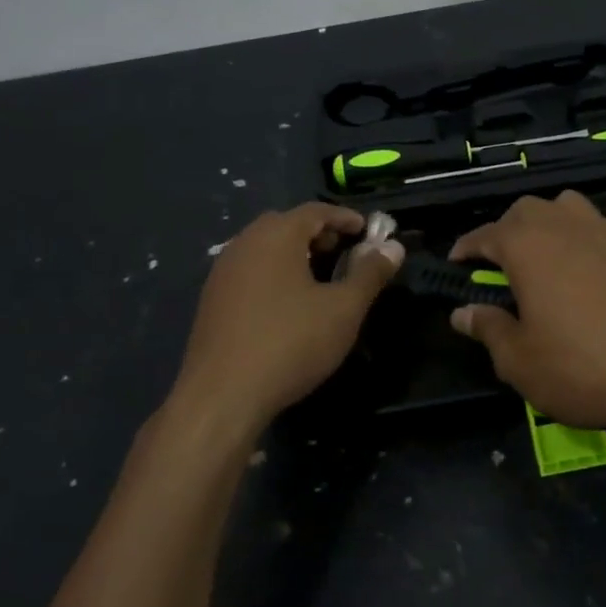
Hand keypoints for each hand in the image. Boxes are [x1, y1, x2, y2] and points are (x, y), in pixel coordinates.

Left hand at [171, 203, 403, 433]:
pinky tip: (288, 304)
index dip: (345, 218)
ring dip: (294, 253)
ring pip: (264, 248)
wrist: (222, 395)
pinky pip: (249, 270)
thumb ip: (370, 274)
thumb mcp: (343, 309)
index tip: (367, 231)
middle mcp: (244, 243)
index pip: (315, 211)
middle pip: (286, 225)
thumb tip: (393, 247)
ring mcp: (222, 271)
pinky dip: (273, 273)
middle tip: (344, 252)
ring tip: (320, 279)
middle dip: (319, 234)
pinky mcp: (212, 299)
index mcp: (276, 236)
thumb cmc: (290, 343)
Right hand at [447, 192, 605, 432]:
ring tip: (542, 256)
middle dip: (505, 231)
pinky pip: (597, 225)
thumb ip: (487, 328)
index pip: (485, 235)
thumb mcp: (518, 359)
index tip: (455, 264)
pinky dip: (581, 236)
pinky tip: (583, 267)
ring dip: (546, 223)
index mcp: (527, 245)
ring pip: (564, 207)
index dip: (465, 248)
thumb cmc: (579, 367)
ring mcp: (604, 231)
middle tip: (498, 266)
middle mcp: (564, 225)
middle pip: (525, 211)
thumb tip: (462, 312)